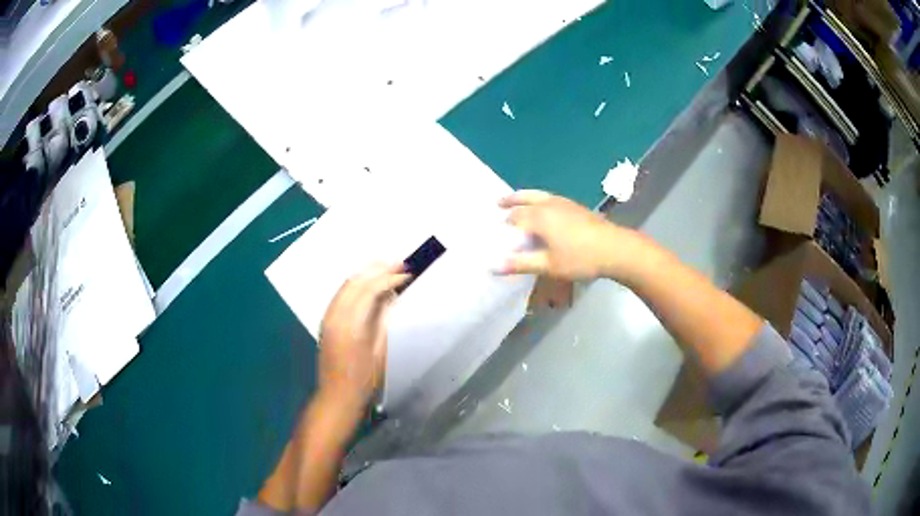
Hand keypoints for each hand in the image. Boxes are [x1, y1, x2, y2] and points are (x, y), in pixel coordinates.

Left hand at [318, 263, 409, 410]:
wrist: (337, 396)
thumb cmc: (364, 380)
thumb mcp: (380, 352)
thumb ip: (384, 321)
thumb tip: (391, 298)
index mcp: (352, 324)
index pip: (371, 289)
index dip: (390, 278)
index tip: (407, 274)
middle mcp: (336, 315)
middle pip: (356, 281)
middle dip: (378, 269)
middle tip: (399, 263)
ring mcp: (329, 317)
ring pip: (346, 284)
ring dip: (366, 273)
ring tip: (386, 267)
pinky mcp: (326, 321)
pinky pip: (341, 294)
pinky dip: (356, 284)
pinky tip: (368, 283)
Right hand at [499, 190, 639, 280]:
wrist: (615, 248)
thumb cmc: (580, 258)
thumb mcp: (548, 265)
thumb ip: (520, 264)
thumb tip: (492, 266)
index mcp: (538, 216)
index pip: (513, 217)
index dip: (503, 225)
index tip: (494, 231)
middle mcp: (548, 204)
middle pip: (524, 199)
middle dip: (510, 202)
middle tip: (497, 203)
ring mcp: (564, 203)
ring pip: (538, 195)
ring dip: (524, 196)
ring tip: (516, 199)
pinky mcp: (575, 206)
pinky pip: (549, 197)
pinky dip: (539, 199)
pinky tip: (544, 208)